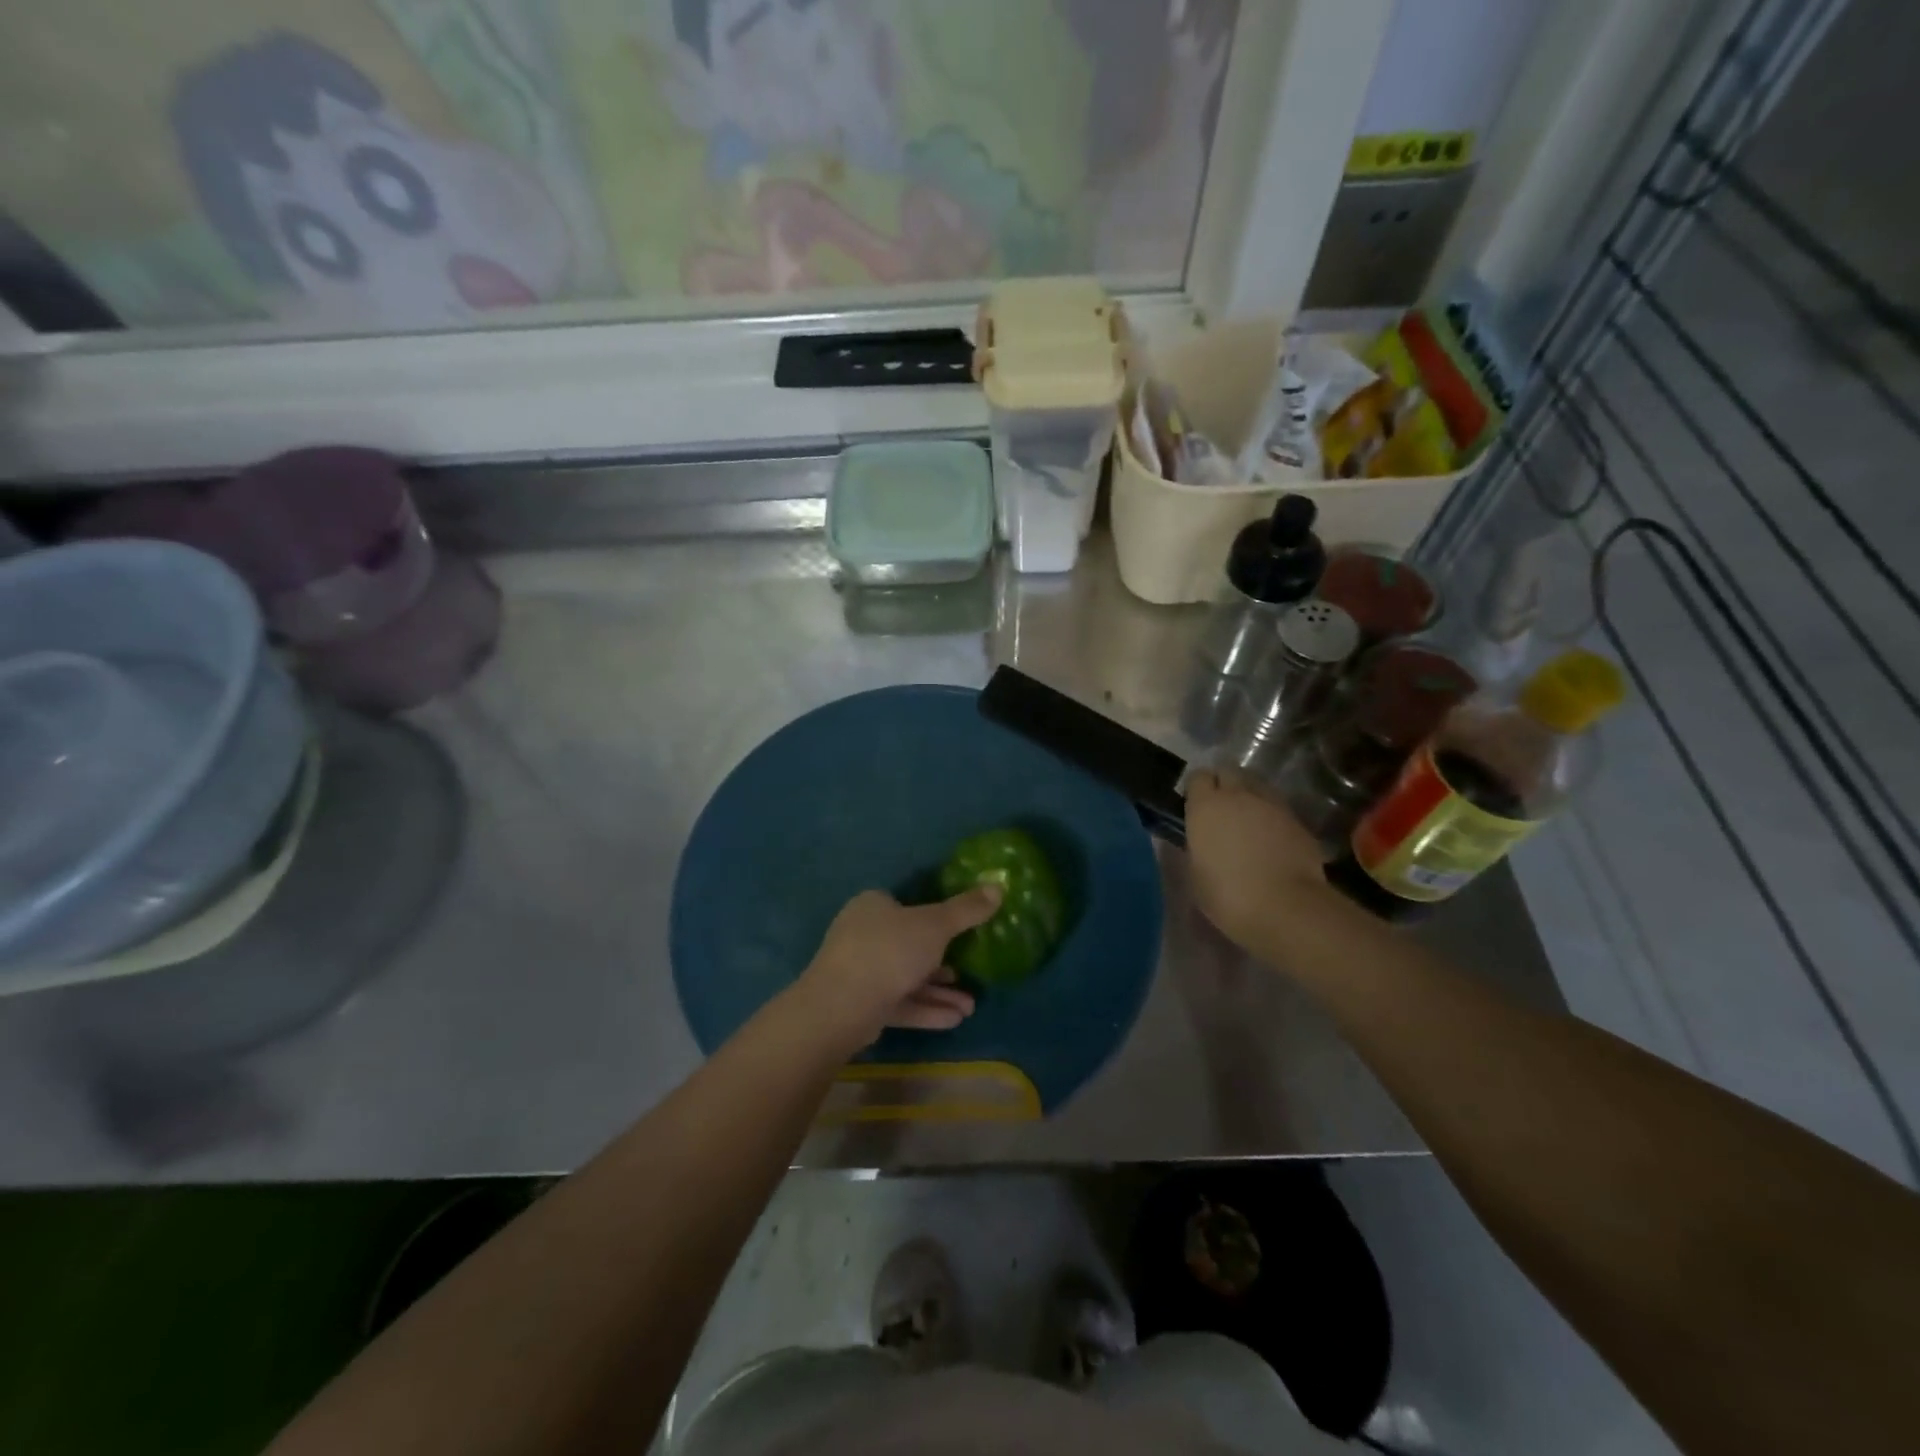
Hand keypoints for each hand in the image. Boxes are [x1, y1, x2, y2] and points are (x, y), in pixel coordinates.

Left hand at [792, 886, 1002, 1052]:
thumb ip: (966, 909)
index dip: (933, 918)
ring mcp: (860, 971)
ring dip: (939, 992)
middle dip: (943, 963)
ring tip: (971, 1007)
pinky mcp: (861, 1005)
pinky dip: (926, 1009)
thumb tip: (998, 886)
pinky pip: (899, 1002)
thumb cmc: (890, 950)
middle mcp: (863, 934)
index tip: (960, 932)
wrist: (842, 1005)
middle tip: (969, 974)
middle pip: (909, 945)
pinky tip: (955, 1020)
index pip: (904, 905)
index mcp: (874, 906)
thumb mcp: (935, 925)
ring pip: (907, 978)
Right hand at [1185, 769, 1333, 952]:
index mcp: (1206, 806)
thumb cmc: (1227, 895)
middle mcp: (1239, 795)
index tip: (1194, 805)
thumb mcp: (1196, 874)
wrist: (1286, 908)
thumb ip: (1196, 847)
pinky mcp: (1299, 821)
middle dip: (1223, 783)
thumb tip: (1200, 839)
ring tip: (1247, 821)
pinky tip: (1271, 840)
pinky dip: (1271, 817)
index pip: (1198, 776)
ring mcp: (1272, 805)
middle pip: (1229, 771)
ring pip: (1257, 786)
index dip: (1196, 789)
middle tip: (1220, 808)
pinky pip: (1278, 809)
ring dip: (1249, 797)